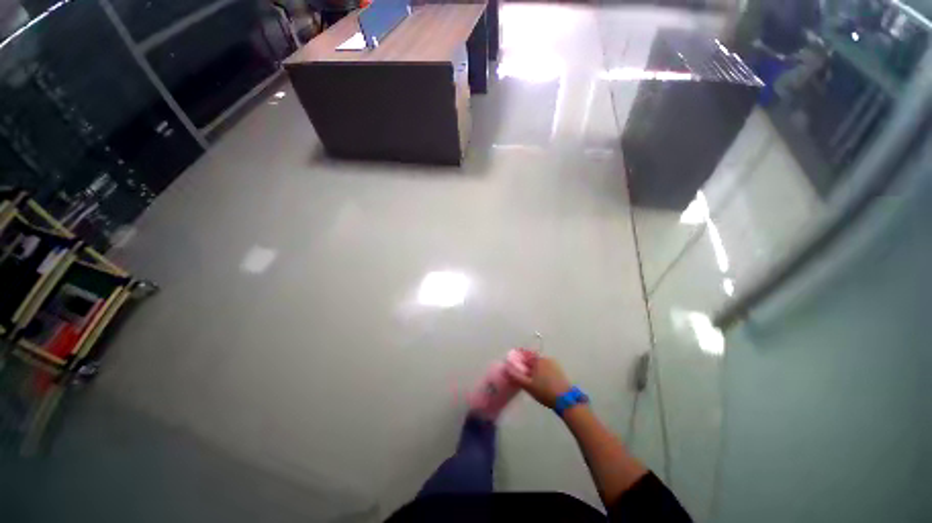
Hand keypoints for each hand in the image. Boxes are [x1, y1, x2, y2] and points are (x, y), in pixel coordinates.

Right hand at [507, 352, 571, 408]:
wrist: (566, 400)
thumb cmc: (544, 391)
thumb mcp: (528, 386)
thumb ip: (516, 376)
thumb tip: (507, 367)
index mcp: (538, 360)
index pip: (525, 355)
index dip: (519, 359)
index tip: (515, 365)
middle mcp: (546, 359)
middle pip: (533, 359)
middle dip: (527, 365)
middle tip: (523, 375)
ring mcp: (554, 364)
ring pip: (540, 364)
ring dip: (535, 369)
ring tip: (532, 380)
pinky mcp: (560, 371)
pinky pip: (547, 368)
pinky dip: (542, 372)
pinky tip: (541, 381)